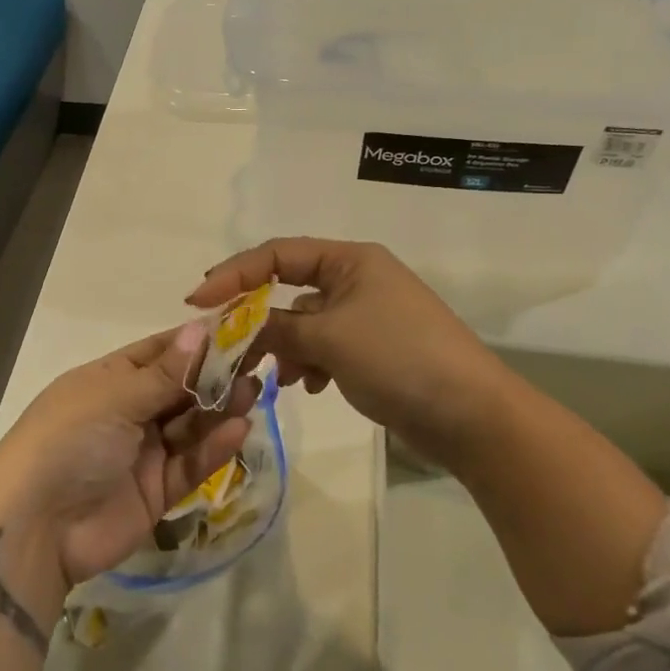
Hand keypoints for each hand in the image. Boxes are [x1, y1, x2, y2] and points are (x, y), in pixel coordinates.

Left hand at [0, 324, 260, 590]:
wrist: (36, 529)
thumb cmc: (71, 440)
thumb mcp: (116, 397)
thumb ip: (166, 372)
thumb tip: (201, 328)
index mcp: (109, 380)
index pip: (159, 352)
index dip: (196, 341)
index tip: (238, 327)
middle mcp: (127, 411)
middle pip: (180, 388)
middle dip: (215, 376)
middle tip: (258, 361)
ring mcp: (142, 452)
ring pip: (190, 425)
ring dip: (220, 409)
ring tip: (253, 392)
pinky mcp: (157, 492)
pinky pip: (191, 463)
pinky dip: (214, 447)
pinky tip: (240, 429)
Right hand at [187, 238, 519, 471]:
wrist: (472, 416)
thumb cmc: (399, 358)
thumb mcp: (329, 338)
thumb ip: (276, 329)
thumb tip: (239, 328)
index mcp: (350, 260)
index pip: (278, 255)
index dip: (234, 273)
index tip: (197, 301)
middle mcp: (358, 279)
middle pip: (290, 289)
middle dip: (259, 318)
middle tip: (227, 346)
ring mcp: (368, 316)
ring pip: (306, 323)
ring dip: (287, 347)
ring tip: (283, 377)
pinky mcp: (374, 350)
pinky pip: (326, 347)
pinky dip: (312, 363)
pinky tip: (313, 387)